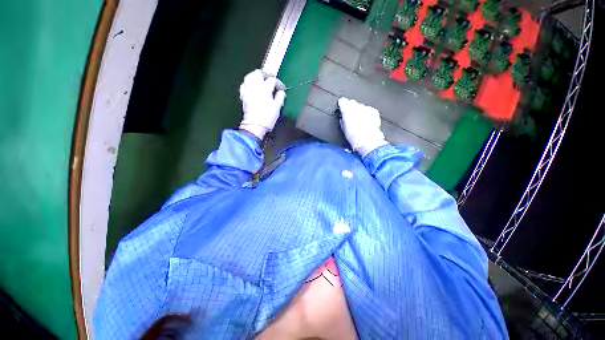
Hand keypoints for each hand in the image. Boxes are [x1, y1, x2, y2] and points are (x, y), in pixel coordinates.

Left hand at [239, 69, 285, 138]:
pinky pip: (244, 84)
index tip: (282, 89)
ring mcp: (247, 89)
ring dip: (256, 76)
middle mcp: (255, 86)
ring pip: (250, 76)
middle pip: (259, 73)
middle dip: (266, 75)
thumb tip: (281, 91)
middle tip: (271, 80)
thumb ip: (280, 97)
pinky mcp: (243, 95)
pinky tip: (252, 87)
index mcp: (265, 88)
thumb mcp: (277, 108)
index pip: (272, 80)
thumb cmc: (268, 117)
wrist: (255, 125)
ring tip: (261, 81)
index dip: (279, 83)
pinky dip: (249, 83)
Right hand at [338, 97, 387, 156]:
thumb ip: (342, 120)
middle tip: (350, 117)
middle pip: (352, 103)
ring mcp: (366, 108)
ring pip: (361, 106)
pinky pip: (369, 110)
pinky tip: (366, 121)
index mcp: (347, 110)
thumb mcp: (343, 128)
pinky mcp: (374, 112)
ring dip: (360, 111)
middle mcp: (357, 106)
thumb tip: (342, 118)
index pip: (342, 101)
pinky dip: (367, 114)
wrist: (367, 140)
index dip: (342, 104)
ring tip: (359, 121)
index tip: (341, 107)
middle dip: (351, 108)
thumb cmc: (354, 136)